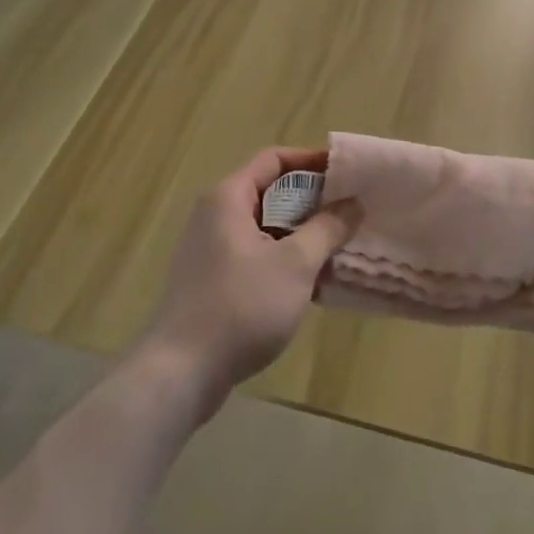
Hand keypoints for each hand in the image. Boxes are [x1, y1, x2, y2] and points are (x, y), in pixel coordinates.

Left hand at [138, 147, 358, 418]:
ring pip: (265, 228)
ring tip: (339, 246)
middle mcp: (215, 215)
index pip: (274, 159)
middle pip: (270, 192)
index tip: (347, 173)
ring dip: (301, 234)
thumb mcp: (295, 264)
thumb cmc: (240, 306)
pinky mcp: (212, 282)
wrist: (180, 374)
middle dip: (312, 201)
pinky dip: (284, 259)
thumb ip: (327, 228)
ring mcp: (210, 250)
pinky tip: (312, 282)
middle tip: (351, 212)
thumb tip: (352, 203)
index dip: (312, 161)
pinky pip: (256, 255)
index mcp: (229, 198)